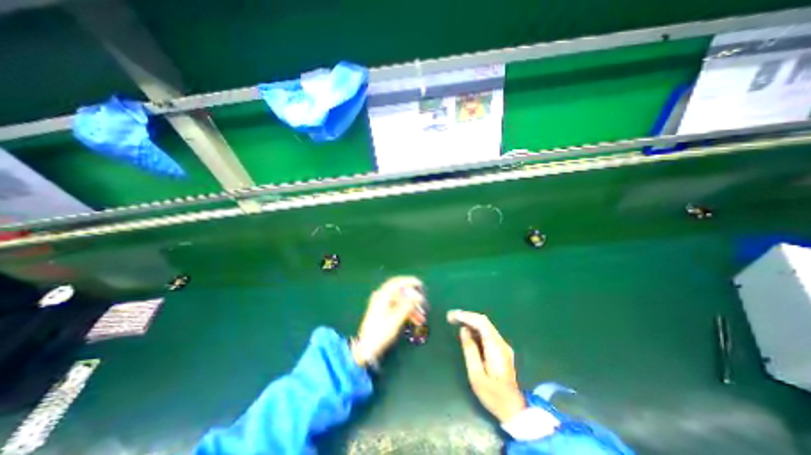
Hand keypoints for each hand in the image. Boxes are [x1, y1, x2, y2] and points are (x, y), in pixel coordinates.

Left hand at [352, 276, 426, 366]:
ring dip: (411, 308)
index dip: (409, 281)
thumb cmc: (380, 333)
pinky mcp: (383, 312)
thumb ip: (407, 306)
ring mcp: (382, 304)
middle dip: (413, 297)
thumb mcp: (396, 320)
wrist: (366, 348)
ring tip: (421, 318)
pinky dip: (406, 312)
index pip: (397, 282)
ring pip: (400, 301)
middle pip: (400, 292)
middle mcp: (381, 297)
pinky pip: (398, 308)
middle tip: (423, 302)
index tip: (420, 284)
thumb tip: (418, 297)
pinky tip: (415, 321)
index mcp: (382, 296)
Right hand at [450, 309, 526, 421]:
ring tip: (455, 321)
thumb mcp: (476, 375)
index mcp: (495, 348)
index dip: (466, 316)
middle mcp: (501, 343)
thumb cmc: (493, 395)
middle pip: (484, 321)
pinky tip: (466, 332)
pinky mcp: (501, 349)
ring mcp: (503, 346)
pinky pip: (487, 333)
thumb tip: (463, 330)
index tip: (452, 315)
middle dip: (467, 316)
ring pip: (485, 326)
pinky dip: (475, 329)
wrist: (514, 410)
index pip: (481, 323)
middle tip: (451, 317)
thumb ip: (470, 350)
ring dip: (470, 321)